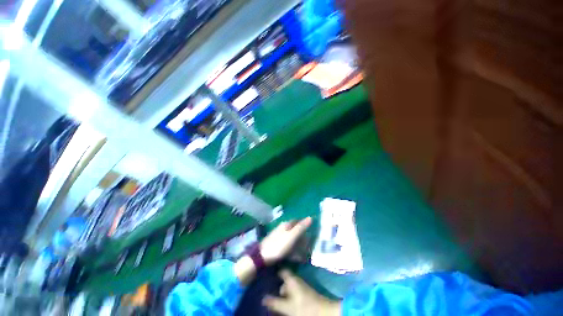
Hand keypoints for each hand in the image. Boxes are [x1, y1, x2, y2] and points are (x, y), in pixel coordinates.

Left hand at [260, 217, 311, 264]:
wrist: (262, 256)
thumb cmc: (279, 245)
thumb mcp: (292, 236)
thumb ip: (301, 227)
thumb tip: (310, 217)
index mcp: (286, 224)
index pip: (298, 221)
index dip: (305, 224)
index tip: (312, 231)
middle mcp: (283, 228)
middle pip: (295, 229)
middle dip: (303, 236)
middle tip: (310, 244)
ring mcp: (279, 236)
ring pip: (292, 237)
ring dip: (299, 243)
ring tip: (305, 252)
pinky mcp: (277, 244)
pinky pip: (288, 244)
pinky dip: (293, 249)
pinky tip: (296, 256)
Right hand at [263, 270, 340, 315]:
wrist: (323, 312)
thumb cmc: (304, 307)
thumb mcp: (287, 307)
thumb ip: (275, 303)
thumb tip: (263, 298)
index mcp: (292, 279)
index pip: (282, 271)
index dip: (274, 271)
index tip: (266, 275)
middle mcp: (296, 279)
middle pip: (284, 279)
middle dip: (276, 283)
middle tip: (267, 289)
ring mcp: (300, 285)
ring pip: (288, 285)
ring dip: (282, 290)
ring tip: (273, 296)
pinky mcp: (304, 291)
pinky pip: (292, 290)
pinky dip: (287, 293)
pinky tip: (283, 300)